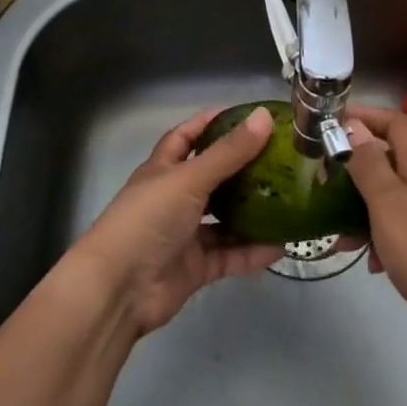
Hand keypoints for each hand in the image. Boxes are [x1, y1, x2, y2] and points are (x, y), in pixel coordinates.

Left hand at [67, 107, 286, 336]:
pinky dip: (252, 252)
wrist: (119, 289)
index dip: (210, 124)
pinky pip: (229, 256)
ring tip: (287, 201)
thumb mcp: (189, 179)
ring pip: (223, 219)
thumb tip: (264, 116)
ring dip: (251, 212)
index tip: (244, 116)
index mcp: (163, 170)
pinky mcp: (194, 268)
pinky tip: (280, 246)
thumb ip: (228, 152)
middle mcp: (173, 199)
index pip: (186, 138)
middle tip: (279, 159)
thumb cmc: (148, 219)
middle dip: (241, 169)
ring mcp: (184, 235)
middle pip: (211, 178)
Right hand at [343, 105, 406, 356]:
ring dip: (358, 206)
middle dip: (353, 164)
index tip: (332, 123)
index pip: (395, 122)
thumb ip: (369, 163)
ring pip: (386, 195)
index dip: (365, 116)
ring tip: (334, 230)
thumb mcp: (388, 202)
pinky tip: (365, 260)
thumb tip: (352, 125)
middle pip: (387, 158)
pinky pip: (393, 227)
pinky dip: (374, 236)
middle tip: (323, 178)